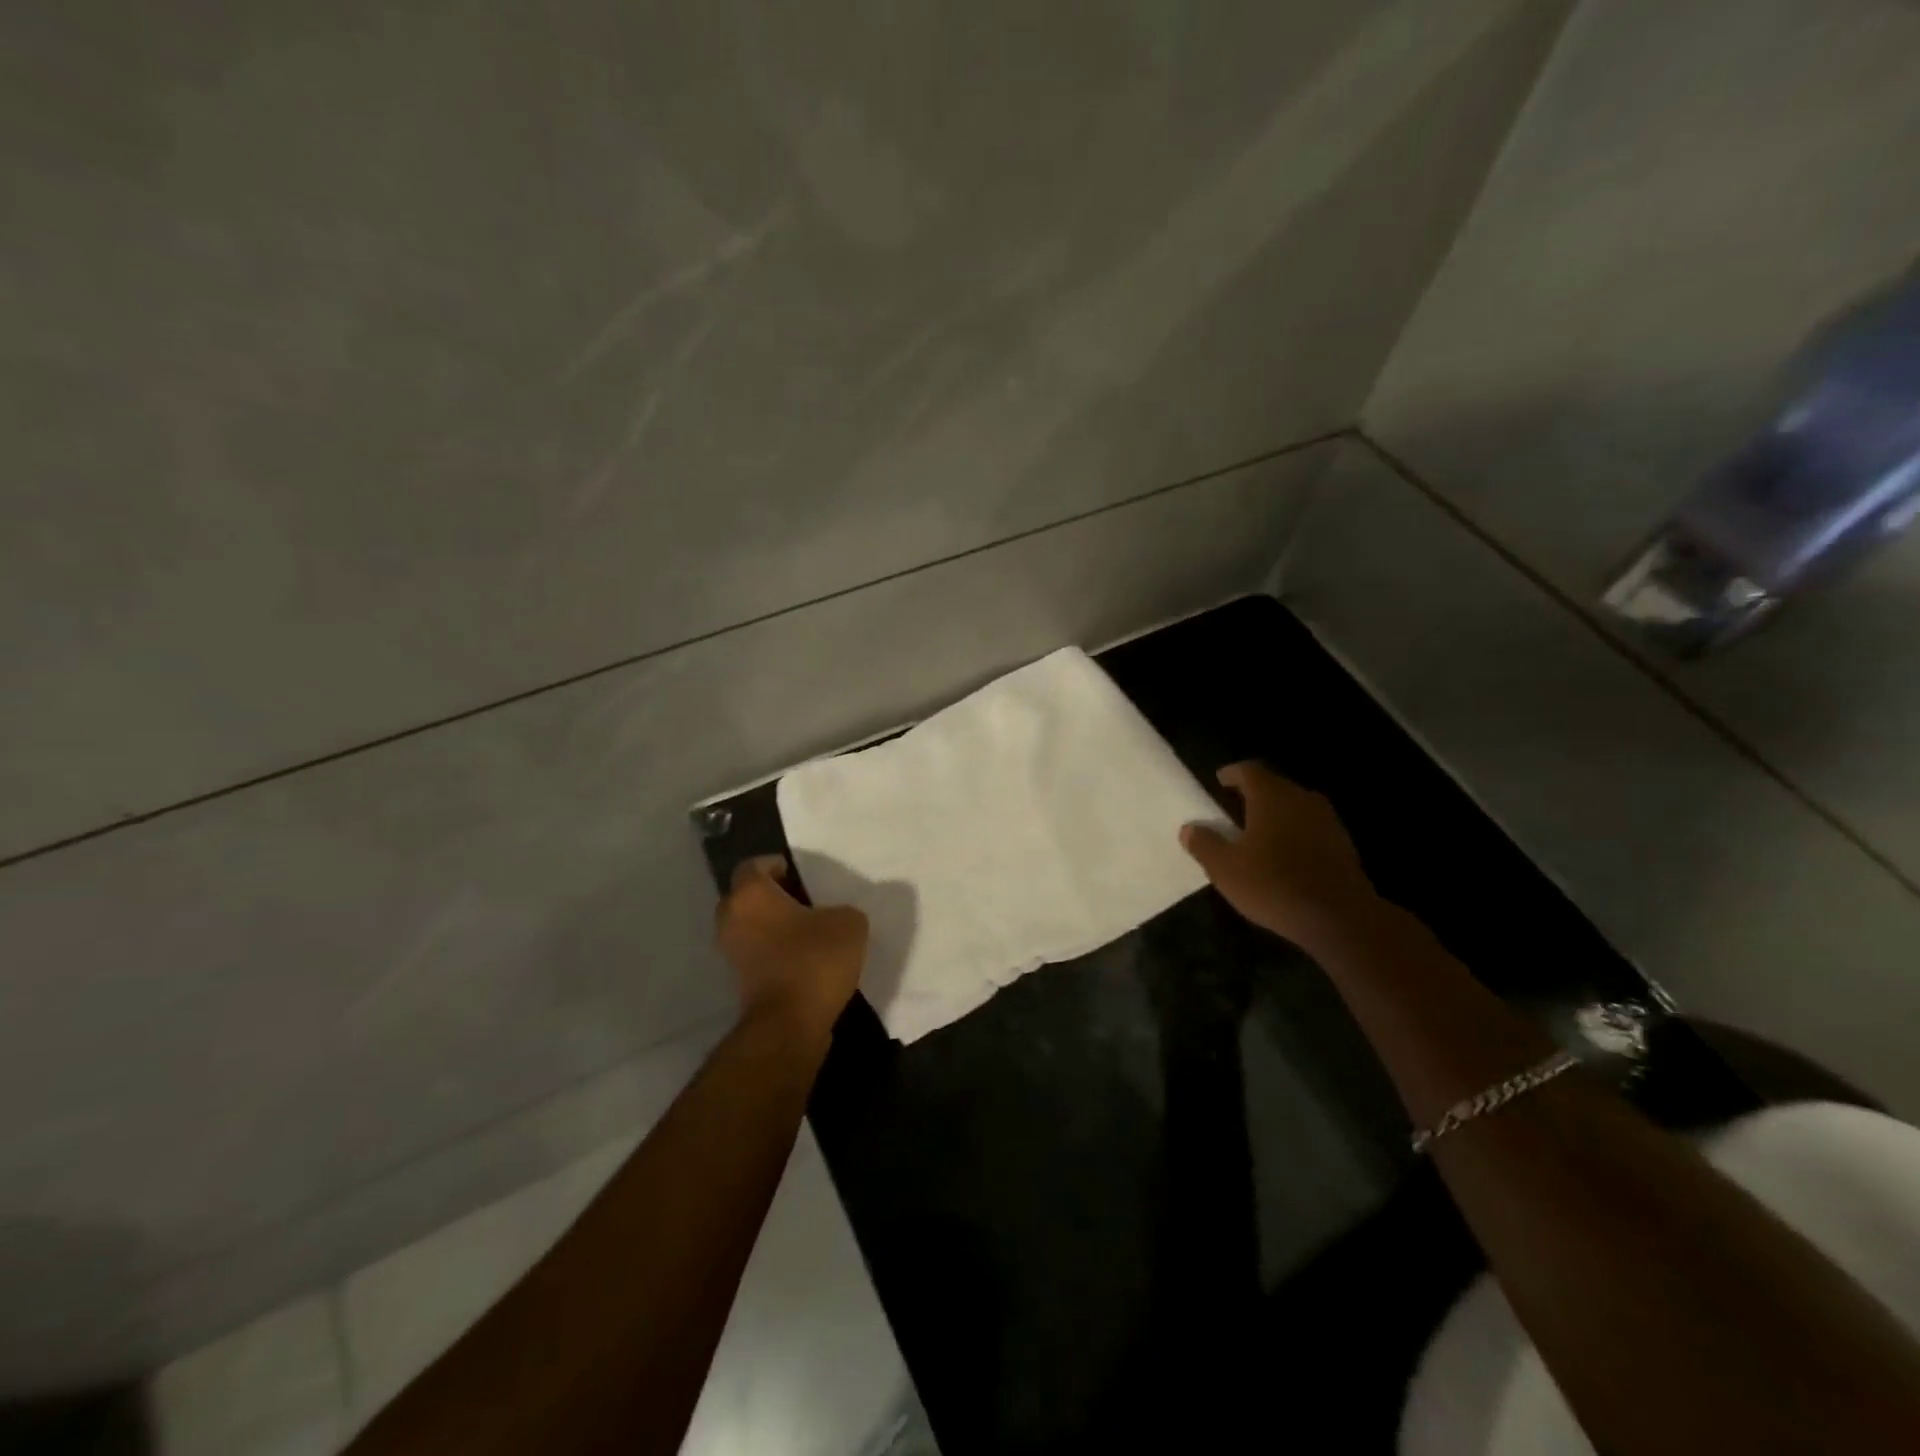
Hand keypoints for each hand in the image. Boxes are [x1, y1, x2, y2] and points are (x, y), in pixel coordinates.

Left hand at [715, 856, 868, 1043]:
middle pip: (748, 897)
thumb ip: (841, 909)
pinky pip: (758, 954)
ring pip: (752, 927)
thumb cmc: (814, 959)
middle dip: (774, 897)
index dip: (776, 865)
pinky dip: (775, 952)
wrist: (790, 1024)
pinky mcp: (740, 982)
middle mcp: (731, 918)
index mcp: (750, 894)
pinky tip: (806, 958)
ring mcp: (731, 953)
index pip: (754, 866)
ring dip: (774, 927)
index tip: (800, 875)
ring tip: (810, 931)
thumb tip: (834, 916)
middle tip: (806, 901)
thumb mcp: (848, 922)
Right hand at [1180, 762, 1378, 946]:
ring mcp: (1328, 821)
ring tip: (1257, 832)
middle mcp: (1302, 799)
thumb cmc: (1273, 884)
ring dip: (1276, 816)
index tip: (1220, 780)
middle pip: (1274, 786)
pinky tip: (1284, 856)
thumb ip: (1204, 844)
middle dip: (1254, 795)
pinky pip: (1311, 829)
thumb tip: (1189, 828)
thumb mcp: (1225, 868)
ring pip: (1295, 808)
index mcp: (1271, 796)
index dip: (1232, 774)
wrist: (1340, 918)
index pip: (1249, 771)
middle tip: (1234, 808)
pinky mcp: (1343, 846)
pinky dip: (1294, 835)